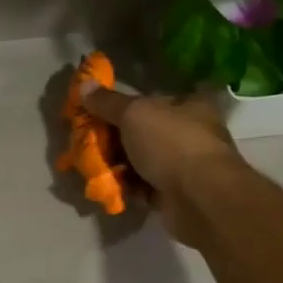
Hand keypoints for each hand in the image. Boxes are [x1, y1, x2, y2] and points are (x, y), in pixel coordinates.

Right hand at [80, 83, 246, 247]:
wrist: (199, 197)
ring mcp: (185, 165)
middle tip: (90, 141)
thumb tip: (83, 84)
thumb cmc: (171, 144)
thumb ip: (107, 102)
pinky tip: (109, 186)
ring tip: (94, 166)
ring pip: (142, 161)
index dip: (125, 105)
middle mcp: (191, 133)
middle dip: (116, 138)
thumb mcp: (134, 114)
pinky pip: (144, 186)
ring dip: (118, 165)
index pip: (154, 99)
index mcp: (190, 105)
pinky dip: (127, 186)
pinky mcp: (176, 193)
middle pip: (145, 131)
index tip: (99, 113)